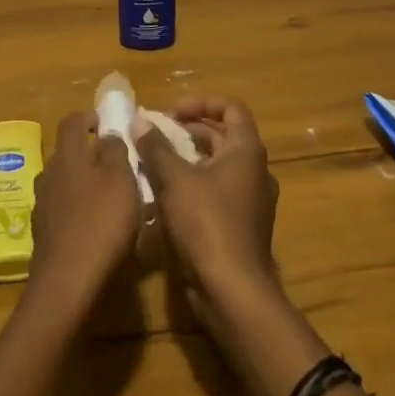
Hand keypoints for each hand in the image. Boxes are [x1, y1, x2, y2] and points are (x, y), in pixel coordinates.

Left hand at [27, 111, 142, 310]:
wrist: (68, 281)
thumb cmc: (101, 221)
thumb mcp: (121, 179)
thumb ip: (115, 151)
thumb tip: (107, 134)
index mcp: (68, 154)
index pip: (72, 121)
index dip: (90, 117)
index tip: (108, 123)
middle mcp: (49, 172)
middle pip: (68, 153)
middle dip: (90, 154)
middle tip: (118, 166)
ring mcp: (42, 203)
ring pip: (65, 182)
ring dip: (84, 184)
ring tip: (110, 200)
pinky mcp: (43, 232)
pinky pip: (62, 209)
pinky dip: (78, 210)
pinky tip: (96, 228)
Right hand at [135, 95, 279, 314]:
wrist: (233, 292)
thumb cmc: (206, 224)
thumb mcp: (174, 179)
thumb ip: (155, 146)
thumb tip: (140, 121)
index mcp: (246, 151)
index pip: (231, 108)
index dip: (200, 103)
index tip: (170, 113)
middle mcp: (255, 171)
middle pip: (222, 136)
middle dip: (186, 131)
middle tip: (154, 136)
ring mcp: (250, 200)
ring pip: (216, 166)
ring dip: (185, 159)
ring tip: (153, 164)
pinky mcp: (240, 225)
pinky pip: (215, 192)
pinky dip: (192, 185)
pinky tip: (163, 197)